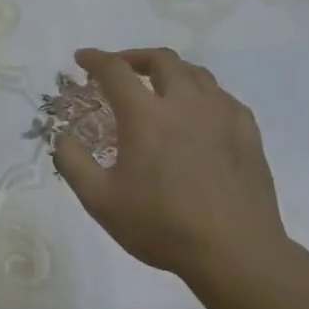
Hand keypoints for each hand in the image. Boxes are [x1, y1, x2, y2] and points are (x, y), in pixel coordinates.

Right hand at [54, 47, 295, 294]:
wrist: (235, 251)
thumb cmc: (161, 226)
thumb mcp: (100, 202)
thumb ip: (73, 164)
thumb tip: (61, 137)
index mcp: (146, 116)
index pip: (115, 70)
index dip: (95, 59)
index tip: (82, 58)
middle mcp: (186, 103)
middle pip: (161, 60)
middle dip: (134, 58)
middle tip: (120, 70)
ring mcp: (222, 114)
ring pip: (195, 73)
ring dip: (170, 71)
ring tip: (157, 87)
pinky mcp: (247, 130)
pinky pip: (221, 96)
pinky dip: (200, 93)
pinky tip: (196, 114)